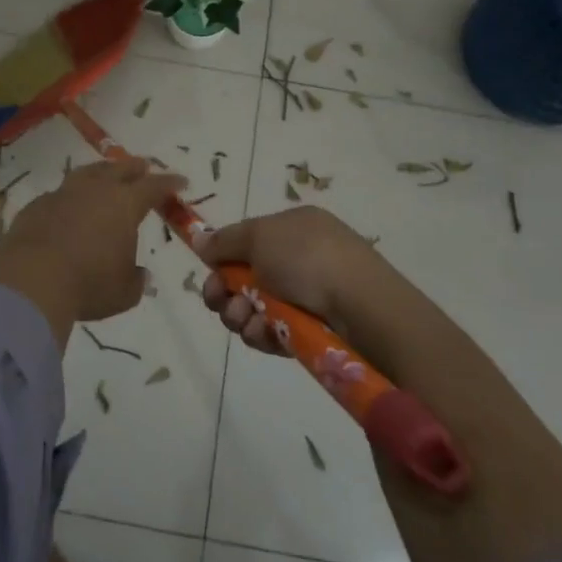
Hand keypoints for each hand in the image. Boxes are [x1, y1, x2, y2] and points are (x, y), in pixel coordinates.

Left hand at [0, 158, 185, 343]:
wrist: (30, 279)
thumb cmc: (88, 284)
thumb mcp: (124, 292)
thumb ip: (135, 280)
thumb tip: (139, 274)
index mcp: (124, 204)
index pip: (154, 186)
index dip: (169, 183)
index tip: (180, 181)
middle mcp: (95, 190)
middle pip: (120, 170)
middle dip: (135, 168)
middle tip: (143, 167)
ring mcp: (63, 194)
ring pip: (87, 173)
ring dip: (101, 172)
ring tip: (105, 174)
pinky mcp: (37, 205)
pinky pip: (60, 193)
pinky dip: (71, 196)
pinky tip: (69, 205)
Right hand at [197, 206, 386, 353]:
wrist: (361, 306)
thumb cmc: (306, 258)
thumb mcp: (258, 237)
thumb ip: (224, 240)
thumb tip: (200, 239)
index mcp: (294, 227)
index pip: (249, 241)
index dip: (225, 258)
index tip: (209, 272)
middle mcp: (302, 258)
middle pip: (247, 277)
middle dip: (226, 291)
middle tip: (218, 300)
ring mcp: (310, 295)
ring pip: (257, 307)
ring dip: (240, 314)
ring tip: (244, 318)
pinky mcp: (313, 330)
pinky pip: (275, 331)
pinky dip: (262, 333)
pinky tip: (262, 334)